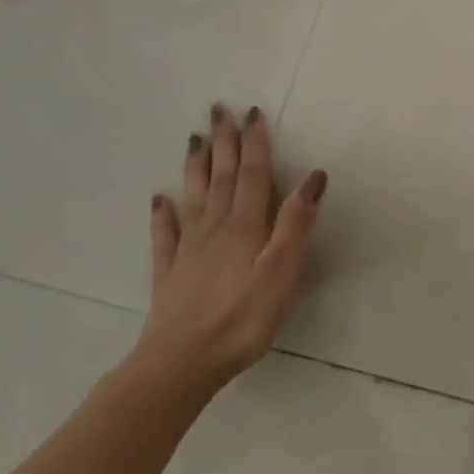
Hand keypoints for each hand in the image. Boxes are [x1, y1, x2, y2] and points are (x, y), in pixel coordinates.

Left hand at [134, 103, 326, 386]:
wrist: (181, 363)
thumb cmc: (242, 319)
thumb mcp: (282, 272)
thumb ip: (296, 224)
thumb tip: (314, 176)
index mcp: (244, 227)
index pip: (252, 175)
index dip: (254, 143)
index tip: (252, 112)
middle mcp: (214, 228)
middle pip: (221, 177)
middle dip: (224, 143)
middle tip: (218, 110)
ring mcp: (188, 249)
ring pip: (194, 197)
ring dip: (197, 166)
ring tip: (194, 139)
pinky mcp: (170, 272)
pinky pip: (166, 234)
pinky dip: (163, 212)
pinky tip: (159, 198)